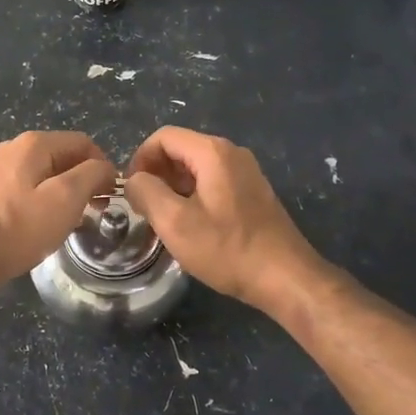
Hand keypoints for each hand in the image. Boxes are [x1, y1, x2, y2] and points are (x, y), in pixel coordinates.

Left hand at [0, 131, 118, 297]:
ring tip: (70, 225)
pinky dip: (40, 206)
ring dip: (62, 196)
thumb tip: (105, 167)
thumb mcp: (65, 200)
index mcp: (34, 144)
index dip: (104, 167)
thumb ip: (92, 175)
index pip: (83, 143)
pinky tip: (40, 230)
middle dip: (83, 182)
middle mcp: (13, 149)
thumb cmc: (16, 228)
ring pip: (43, 176)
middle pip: (62, 158)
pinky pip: (24, 192)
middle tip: (94, 213)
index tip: (111, 198)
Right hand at [124, 126, 321, 309]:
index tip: (130, 191)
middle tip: (143, 207)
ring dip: (173, 187)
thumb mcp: (175, 222)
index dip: (140, 159)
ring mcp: (246, 172)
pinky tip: (190, 225)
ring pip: (196, 167)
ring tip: (163, 219)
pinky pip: (213, 182)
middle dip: (156, 173)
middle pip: (180, 149)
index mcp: (213, 152)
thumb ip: (146, 192)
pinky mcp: (252, 192)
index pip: (163, 137)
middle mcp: (232, 153)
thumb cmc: (227, 249)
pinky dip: (193, 195)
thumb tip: (134, 181)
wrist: (285, 278)